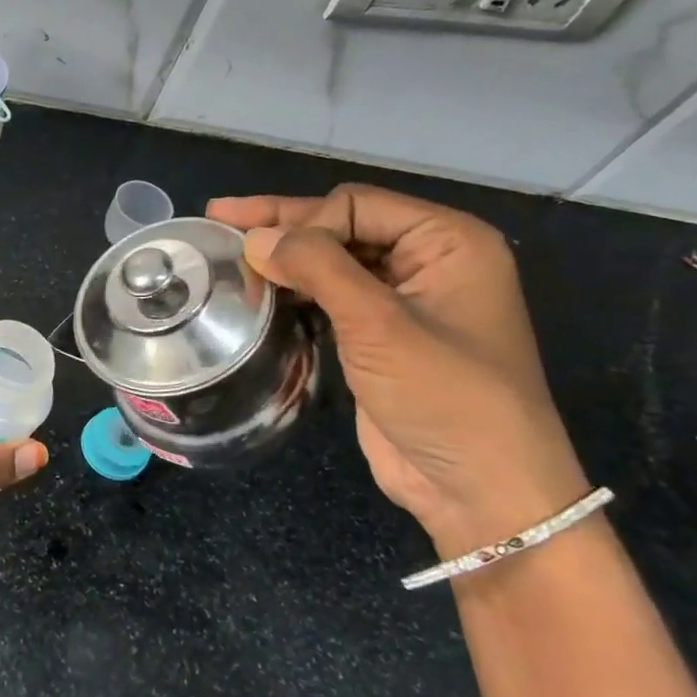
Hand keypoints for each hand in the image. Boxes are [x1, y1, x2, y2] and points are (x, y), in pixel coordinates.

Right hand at [208, 185, 585, 555]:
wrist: (480, 491)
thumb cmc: (445, 397)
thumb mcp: (379, 325)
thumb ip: (317, 268)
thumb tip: (253, 237)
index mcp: (448, 242)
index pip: (355, 205)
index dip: (302, 220)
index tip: (252, 249)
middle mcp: (428, 261)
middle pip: (340, 226)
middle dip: (281, 227)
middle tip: (215, 218)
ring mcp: (403, 300)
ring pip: (330, 262)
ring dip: (283, 260)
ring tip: (227, 256)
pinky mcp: (379, 335)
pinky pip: (329, 296)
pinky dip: (293, 292)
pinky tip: (257, 291)